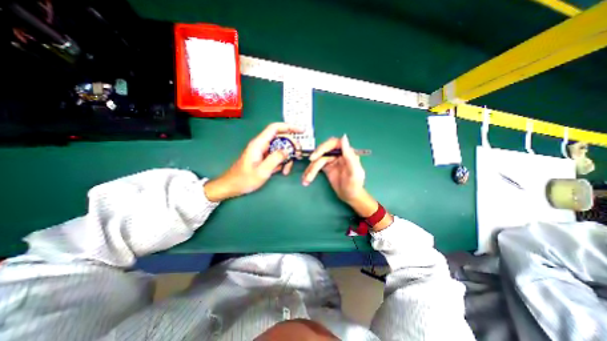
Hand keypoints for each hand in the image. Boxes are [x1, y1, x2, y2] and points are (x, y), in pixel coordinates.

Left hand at [205, 122, 301, 200]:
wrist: (232, 186)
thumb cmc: (245, 179)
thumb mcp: (262, 171)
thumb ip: (275, 159)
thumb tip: (287, 150)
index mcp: (259, 144)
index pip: (275, 128)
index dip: (288, 126)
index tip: (301, 130)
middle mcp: (261, 145)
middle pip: (280, 139)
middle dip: (291, 146)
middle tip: (298, 155)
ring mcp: (263, 152)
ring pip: (280, 149)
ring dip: (286, 158)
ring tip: (287, 169)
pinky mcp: (264, 158)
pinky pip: (276, 156)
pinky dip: (282, 162)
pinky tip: (282, 171)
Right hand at [299, 135, 367, 205]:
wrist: (350, 196)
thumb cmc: (355, 185)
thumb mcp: (354, 171)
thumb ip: (349, 155)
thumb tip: (344, 137)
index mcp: (346, 152)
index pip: (333, 144)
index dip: (322, 148)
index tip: (315, 156)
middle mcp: (338, 154)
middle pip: (322, 152)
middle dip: (314, 162)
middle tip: (309, 171)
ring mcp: (331, 160)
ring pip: (317, 161)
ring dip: (310, 170)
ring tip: (306, 180)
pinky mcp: (325, 167)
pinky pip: (316, 167)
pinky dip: (310, 172)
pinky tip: (306, 179)